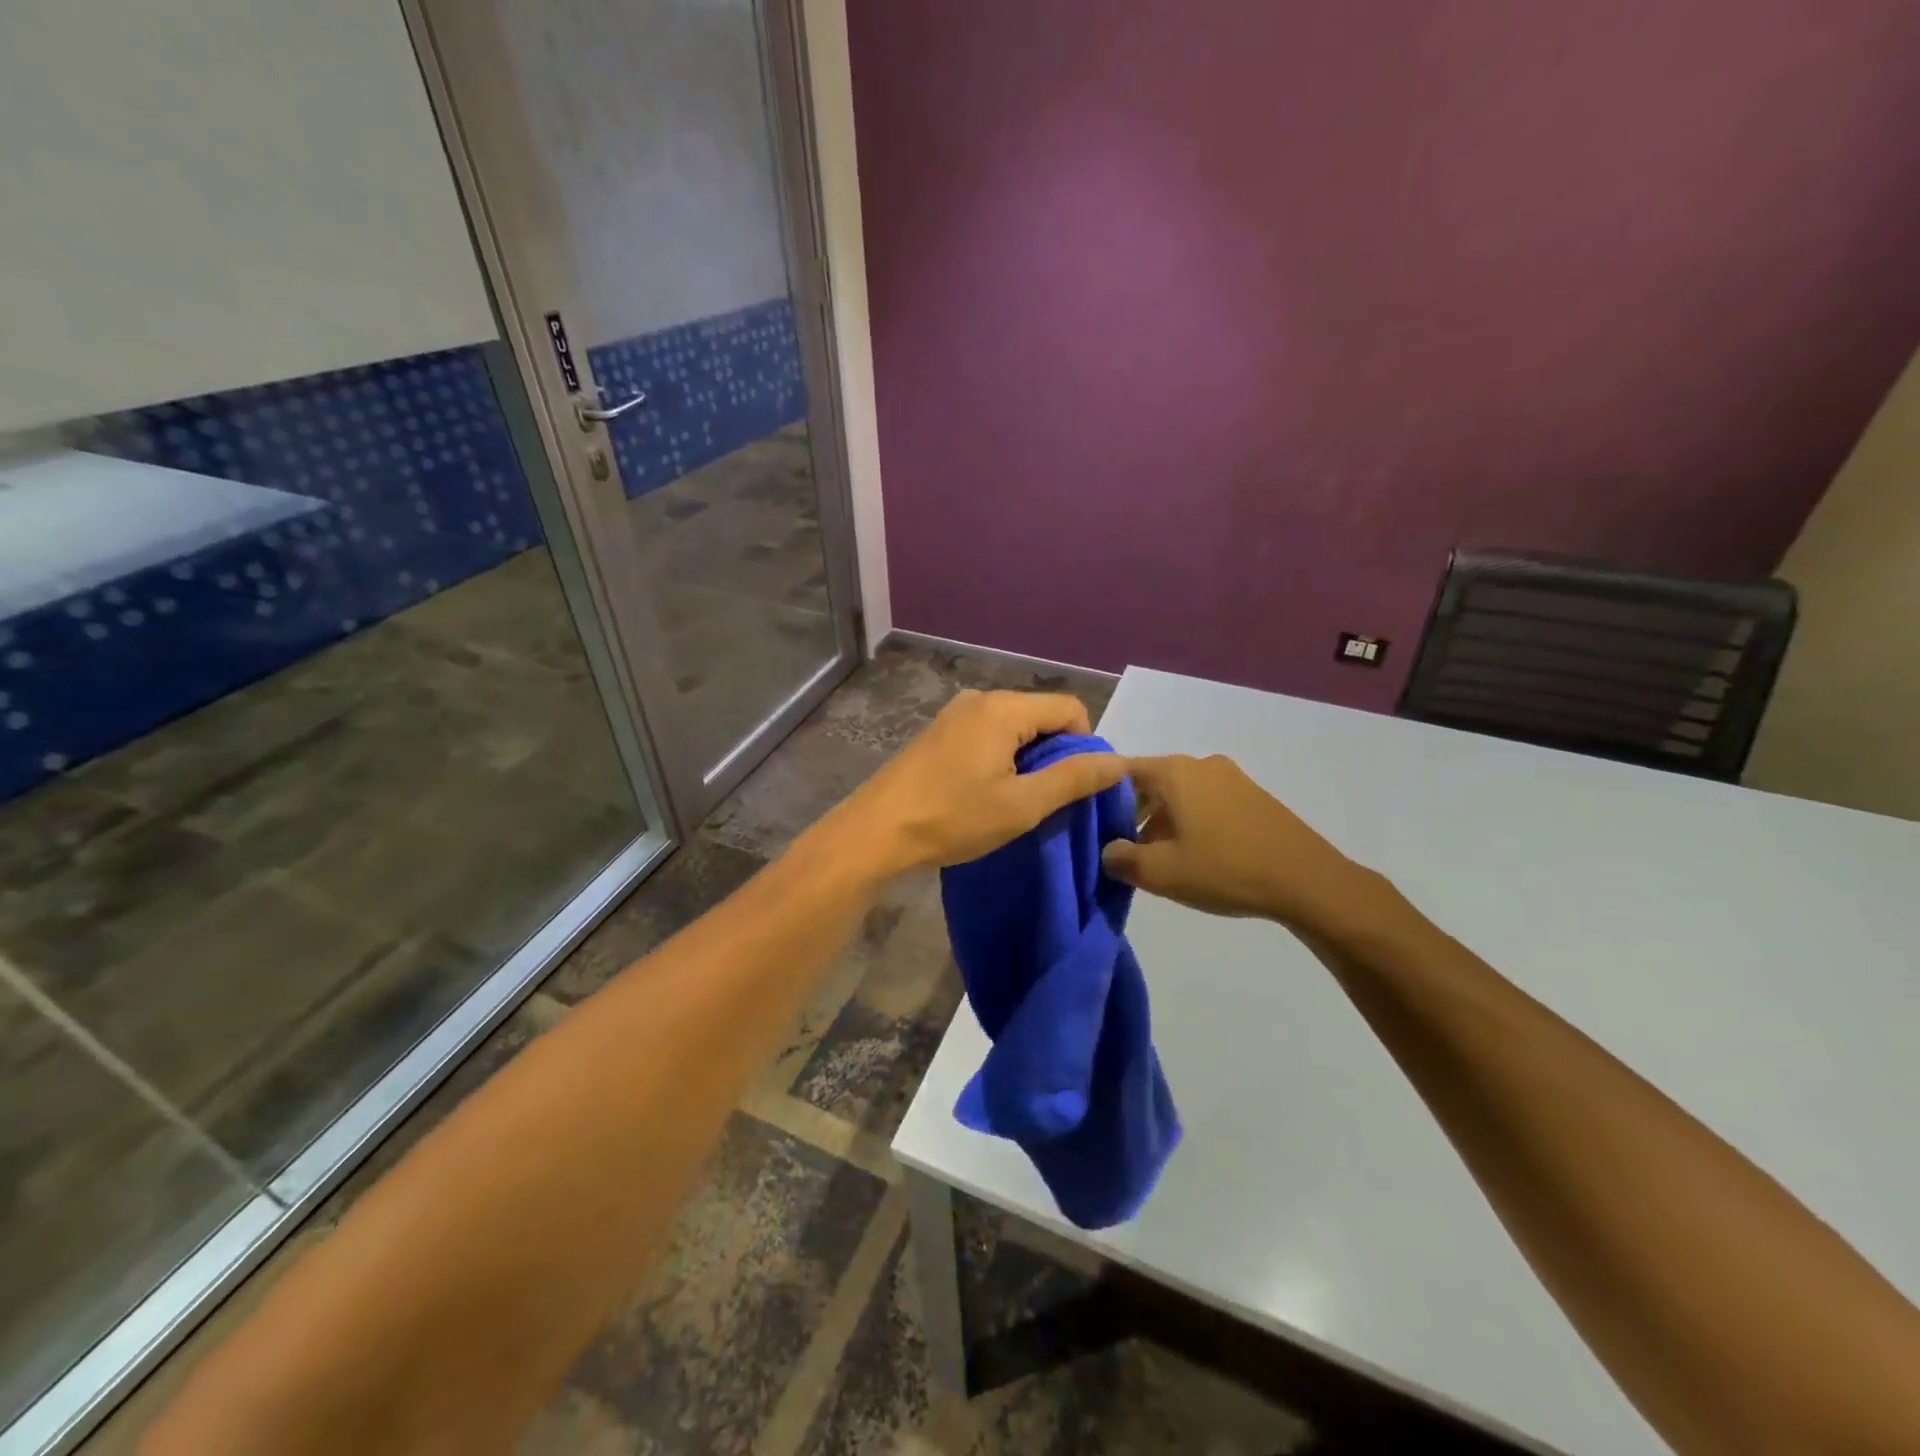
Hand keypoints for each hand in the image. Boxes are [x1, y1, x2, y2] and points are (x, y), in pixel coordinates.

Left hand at [832, 690, 1125, 875]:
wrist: (876, 832)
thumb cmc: (953, 817)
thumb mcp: (1022, 804)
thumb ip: (1074, 779)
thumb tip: (1119, 761)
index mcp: (1003, 708)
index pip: (1069, 708)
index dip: (1085, 744)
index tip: (1075, 787)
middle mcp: (980, 699)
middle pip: (1040, 715)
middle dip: (1055, 754)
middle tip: (1046, 800)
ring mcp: (955, 715)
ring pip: (1014, 728)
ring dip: (1027, 760)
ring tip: (1016, 801)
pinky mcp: (939, 734)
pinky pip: (988, 735)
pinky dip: (1001, 759)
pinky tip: (986, 793)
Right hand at [1100, 754, 1382, 934]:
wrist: (1307, 880)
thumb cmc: (1226, 869)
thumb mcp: (1162, 873)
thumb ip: (1123, 859)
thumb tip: (1109, 851)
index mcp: (1174, 772)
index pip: (1121, 770)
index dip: (1099, 793)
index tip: (1088, 821)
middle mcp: (1201, 764)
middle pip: (1150, 782)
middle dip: (1131, 813)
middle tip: (1122, 848)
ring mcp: (1231, 778)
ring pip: (1179, 794)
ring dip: (1161, 820)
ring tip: (1158, 858)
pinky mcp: (1252, 796)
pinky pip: (1205, 801)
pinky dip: (1190, 821)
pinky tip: (1194, 855)